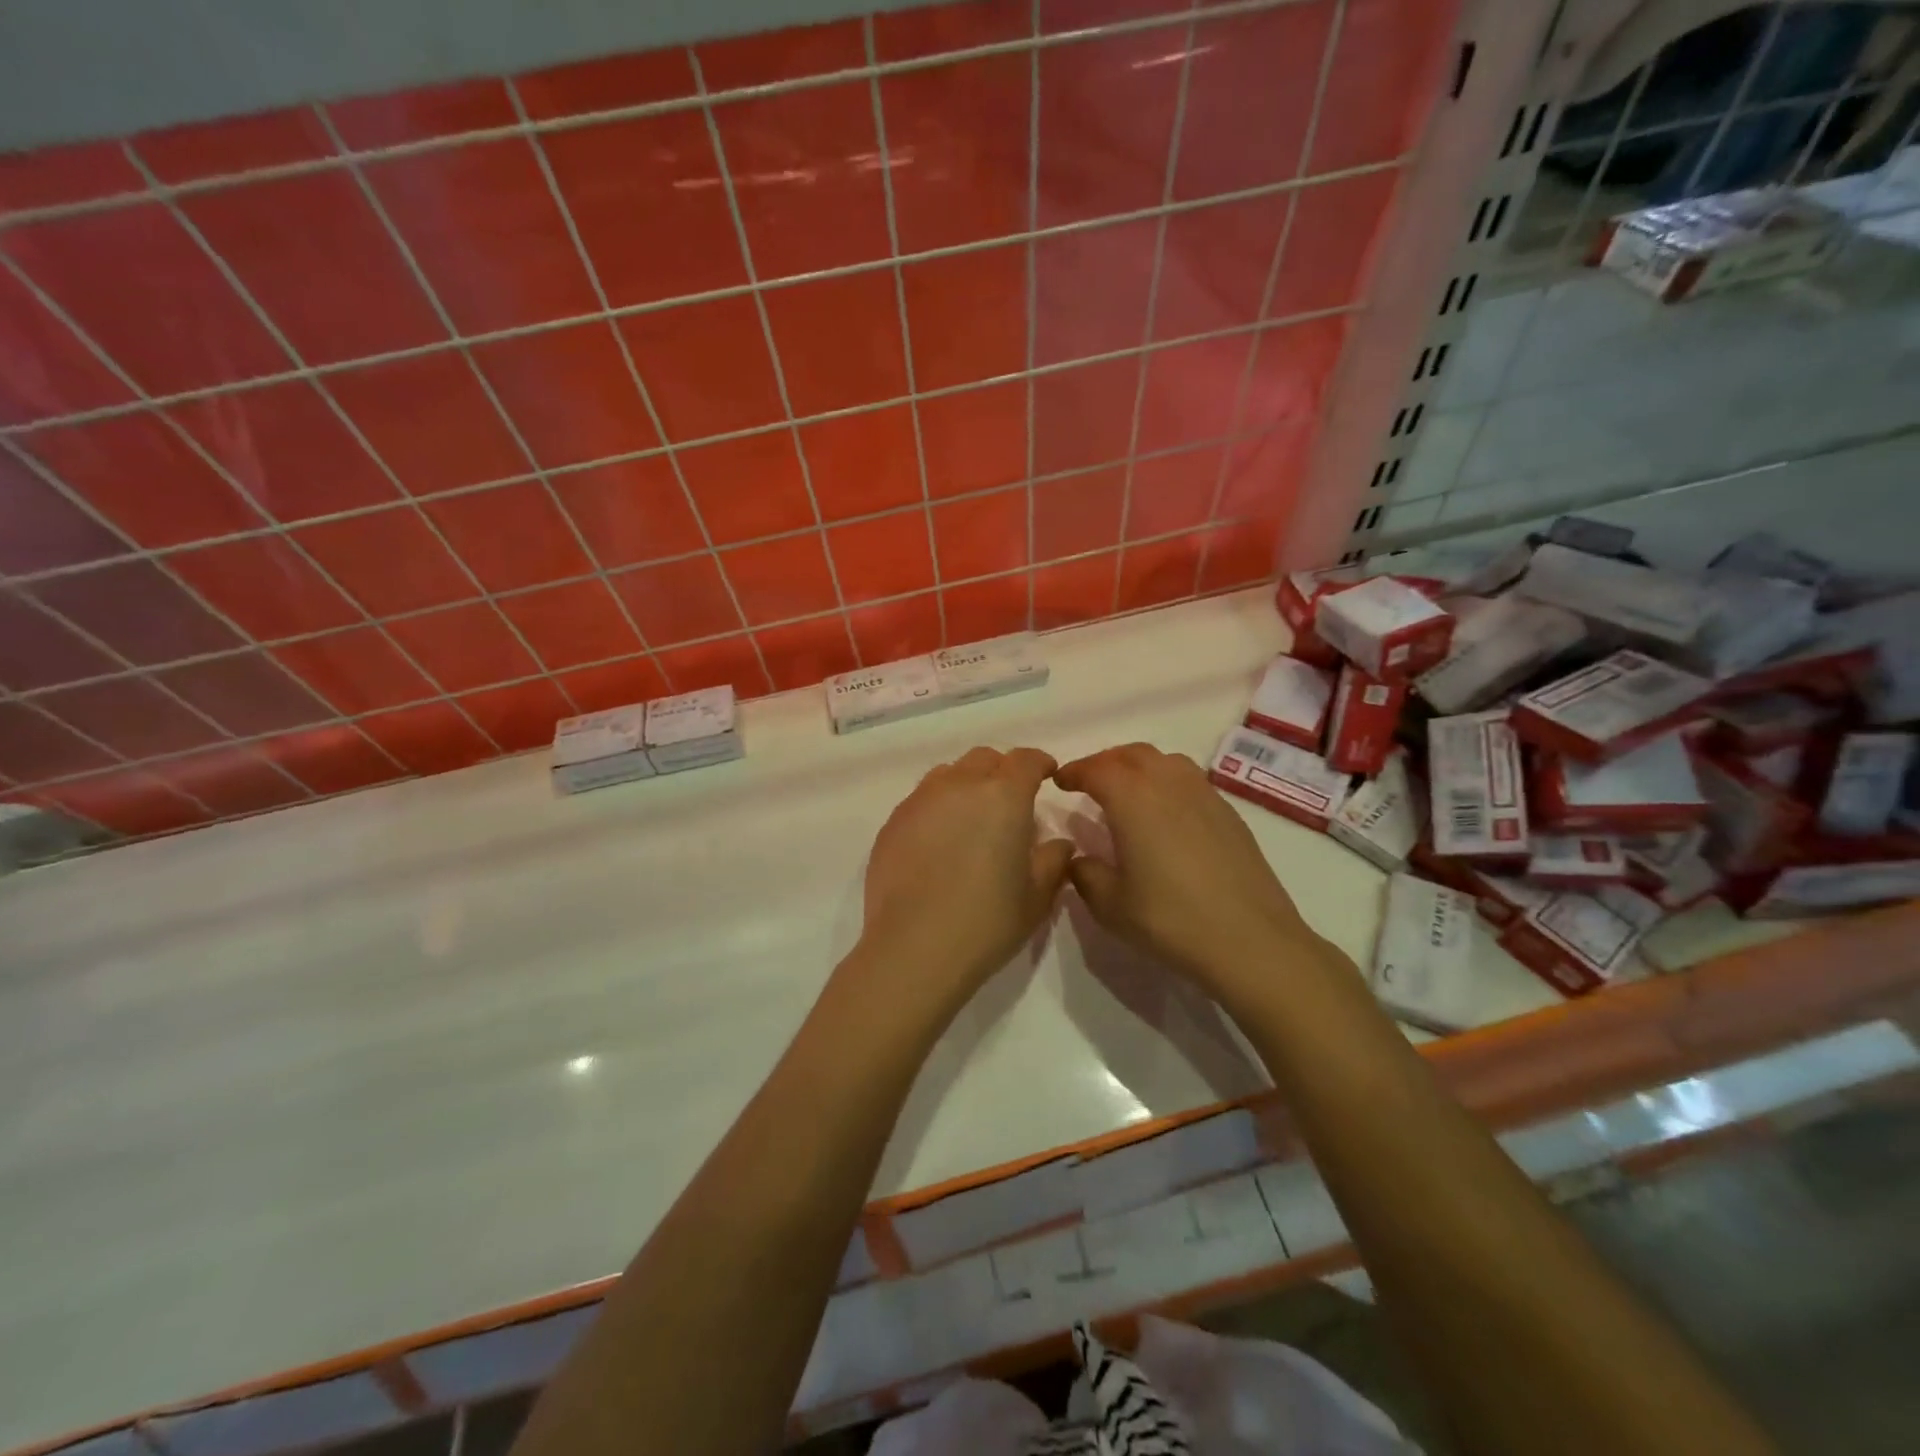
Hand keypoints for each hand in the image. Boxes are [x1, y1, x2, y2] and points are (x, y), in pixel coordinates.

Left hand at [856, 747, 1074, 1013]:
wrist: (914, 948)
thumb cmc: (987, 921)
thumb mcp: (1037, 896)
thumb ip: (1054, 860)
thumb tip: (1058, 843)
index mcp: (1003, 795)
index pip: (1025, 760)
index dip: (1039, 763)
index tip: (1047, 775)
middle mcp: (959, 785)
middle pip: (984, 760)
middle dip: (1002, 772)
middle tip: (1010, 803)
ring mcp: (920, 801)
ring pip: (948, 774)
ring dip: (966, 785)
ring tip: (971, 819)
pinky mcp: (892, 822)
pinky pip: (921, 800)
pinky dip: (937, 808)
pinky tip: (939, 842)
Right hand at [1053, 743, 1317, 996]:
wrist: (1251, 941)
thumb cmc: (1170, 920)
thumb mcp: (1110, 905)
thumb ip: (1085, 874)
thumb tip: (1080, 858)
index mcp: (1132, 798)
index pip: (1096, 769)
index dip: (1074, 772)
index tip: (1060, 781)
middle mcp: (1168, 783)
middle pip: (1132, 754)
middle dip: (1105, 762)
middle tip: (1090, 782)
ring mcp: (1204, 795)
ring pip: (1165, 761)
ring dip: (1139, 767)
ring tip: (1127, 792)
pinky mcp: (1229, 813)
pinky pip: (1189, 781)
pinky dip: (1167, 783)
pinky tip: (1166, 814)